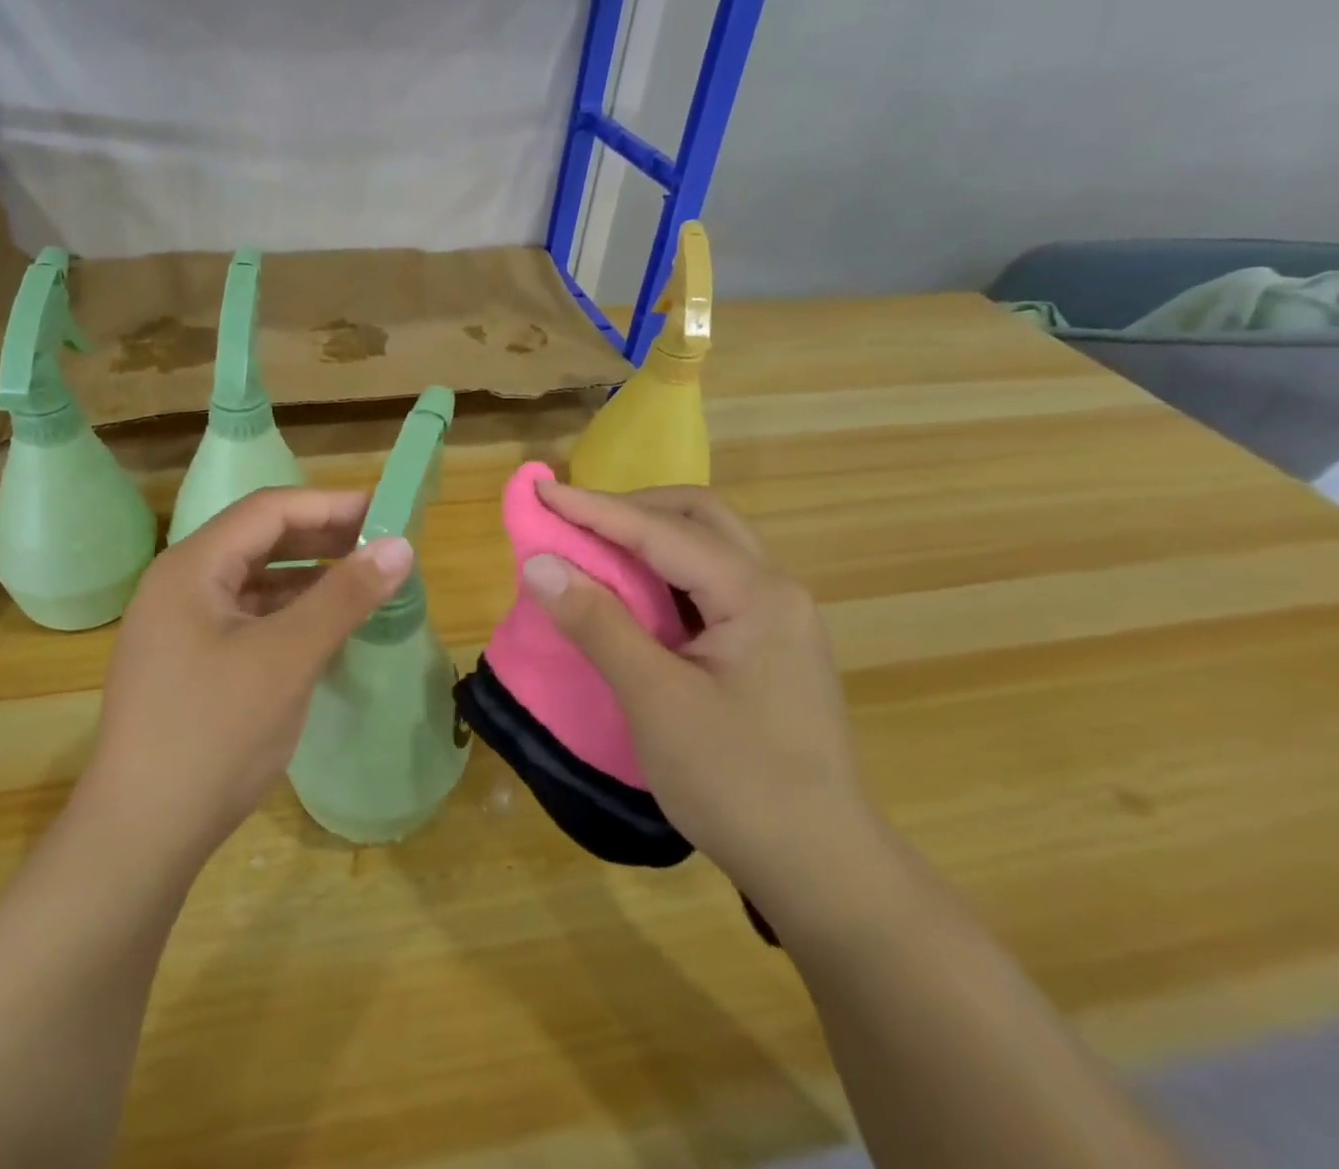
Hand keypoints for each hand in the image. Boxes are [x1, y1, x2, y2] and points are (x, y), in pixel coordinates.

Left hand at [77, 488, 413, 872]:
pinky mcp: (188, 662)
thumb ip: (344, 596)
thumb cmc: (213, 734)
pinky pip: (246, 617)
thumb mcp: (287, 658)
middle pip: (259, 540)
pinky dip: (288, 614)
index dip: (329, 504)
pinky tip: (323, 627)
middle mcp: (180, 585)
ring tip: (362, 583)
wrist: (139, 836)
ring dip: (307, 577)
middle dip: (321, 538)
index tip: (386, 512)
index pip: (268, 510)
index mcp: (191, 567)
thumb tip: (400, 545)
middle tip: (381, 547)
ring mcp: (179, 626)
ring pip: (254, 581)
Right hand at [521, 481, 883, 912]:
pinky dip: (660, 575)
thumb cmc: (737, 783)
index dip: (594, 508)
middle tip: (573, 520)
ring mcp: (775, 618)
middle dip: (630, 509)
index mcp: (756, 594)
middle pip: (697, 519)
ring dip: (646, 538)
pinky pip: (706, 585)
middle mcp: (773, 590)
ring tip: (591, 549)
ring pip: (704, 548)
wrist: (822, 871)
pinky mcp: (765, 646)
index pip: (661, 531)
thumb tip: (539, 564)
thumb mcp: (655, 700)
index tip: (539, 490)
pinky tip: (629, 595)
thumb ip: (598, 623)